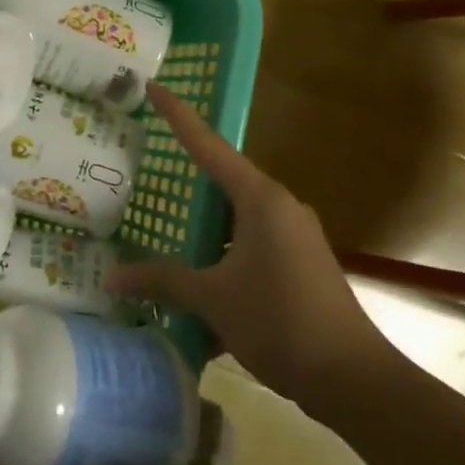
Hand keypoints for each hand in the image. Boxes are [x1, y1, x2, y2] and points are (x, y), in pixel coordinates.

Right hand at [108, 84, 403, 408]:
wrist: (352, 377)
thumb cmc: (279, 321)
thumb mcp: (213, 298)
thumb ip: (163, 280)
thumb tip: (112, 277)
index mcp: (260, 199)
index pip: (209, 146)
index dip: (178, 116)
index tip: (153, 86)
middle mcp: (279, 207)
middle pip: (223, 180)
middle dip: (186, 178)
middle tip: (146, 168)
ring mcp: (293, 236)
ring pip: (236, 217)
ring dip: (203, 226)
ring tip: (163, 228)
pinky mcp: (299, 263)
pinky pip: (250, 244)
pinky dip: (221, 253)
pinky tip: (197, 279)